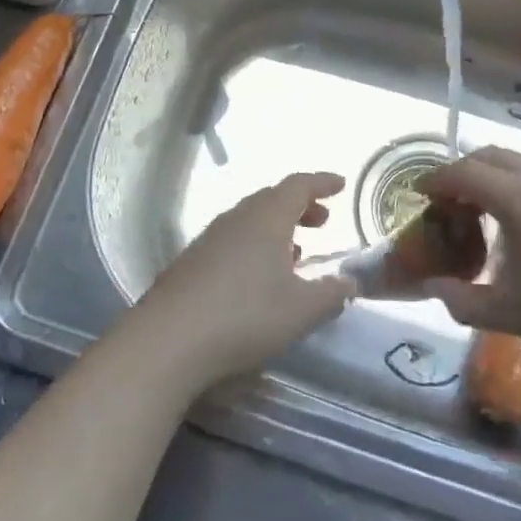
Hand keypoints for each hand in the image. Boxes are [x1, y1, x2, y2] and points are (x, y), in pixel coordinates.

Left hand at [134, 172, 355, 389]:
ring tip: (295, 252)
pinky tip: (259, 276)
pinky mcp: (193, 260)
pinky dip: (256, 245)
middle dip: (300, 206)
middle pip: (273, 198)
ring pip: (251, 219)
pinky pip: (234, 238)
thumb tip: (350, 282)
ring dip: (277, 227)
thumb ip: (331, 294)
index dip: (321, 183)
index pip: (298, 186)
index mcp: (267, 217)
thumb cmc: (245, 315)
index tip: (341, 184)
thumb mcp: (301, 310)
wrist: (169, 338)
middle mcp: (238, 217)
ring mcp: (211, 237)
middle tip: (322, 221)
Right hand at [417, 146, 520, 374]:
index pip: (463, 172)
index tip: (420, 196)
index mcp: (516, 198)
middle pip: (488, 156)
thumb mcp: (507, 314)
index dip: (436, 181)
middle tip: (448, 205)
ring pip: (516, 162)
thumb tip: (432, 286)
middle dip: (462, 173)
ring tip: (481, 214)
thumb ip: (460, 298)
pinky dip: (517, 185)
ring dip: (491, 176)